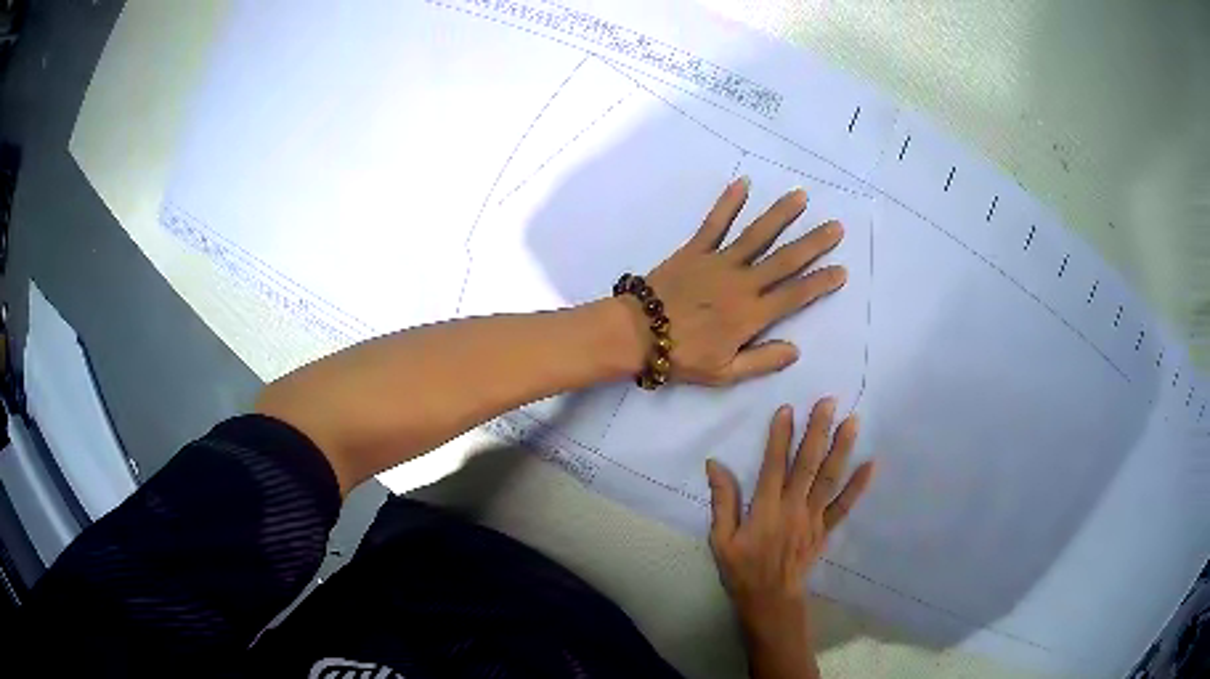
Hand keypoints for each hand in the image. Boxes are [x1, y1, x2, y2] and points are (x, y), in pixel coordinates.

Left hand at [634, 177, 845, 385]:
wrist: (637, 334)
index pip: (795, 295)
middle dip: (813, 242)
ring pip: (757, 234)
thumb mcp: (725, 373)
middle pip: (785, 259)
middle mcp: (742, 283)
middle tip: (836, 226)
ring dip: (780, 214)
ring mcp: (719, 262)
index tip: (842, 270)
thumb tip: (796, 350)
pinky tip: (743, 183)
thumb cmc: (681, 356)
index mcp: (751, 314)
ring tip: (800, 196)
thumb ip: (762, 361)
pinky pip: (715, 223)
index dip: (820, 283)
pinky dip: (728, 202)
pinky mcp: (695, 249)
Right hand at [706, 398, 874, 677]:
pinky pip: (844, 507)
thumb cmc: (741, 570)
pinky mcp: (825, 530)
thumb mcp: (720, 539)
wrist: (770, 600)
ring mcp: (813, 519)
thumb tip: (715, 464)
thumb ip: (722, 501)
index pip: (773, 466)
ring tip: (853, 421)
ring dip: (842, 449)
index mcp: (765, 509)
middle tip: (829, 402)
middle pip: (807, 465)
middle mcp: (793, 508)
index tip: (787, 409)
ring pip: (829, 479)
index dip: (780, 437)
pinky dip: (858, 486)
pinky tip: (871, 465)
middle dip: (818, 431)